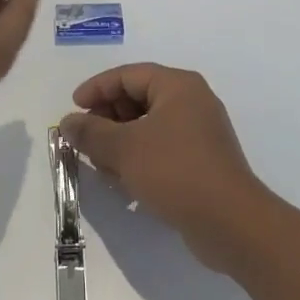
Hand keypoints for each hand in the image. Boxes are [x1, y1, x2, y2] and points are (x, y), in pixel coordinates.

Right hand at [60, 64, 270, 268]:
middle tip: (85, 138)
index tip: (73, 108)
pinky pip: (161, 149)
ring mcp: (199, 133)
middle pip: (138, 98)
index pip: (128, 75)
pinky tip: (123, 182)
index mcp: (177, 86)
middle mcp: (191, 102)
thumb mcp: (124, 149)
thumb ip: (91, 132)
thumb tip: (67, 122)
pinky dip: (139, 158)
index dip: (97, 88)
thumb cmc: (175, 172)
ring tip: (100, 164)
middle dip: (107, 117)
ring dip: (120, 141)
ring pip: (148, 126)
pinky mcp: (201, 162)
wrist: (231, 224)